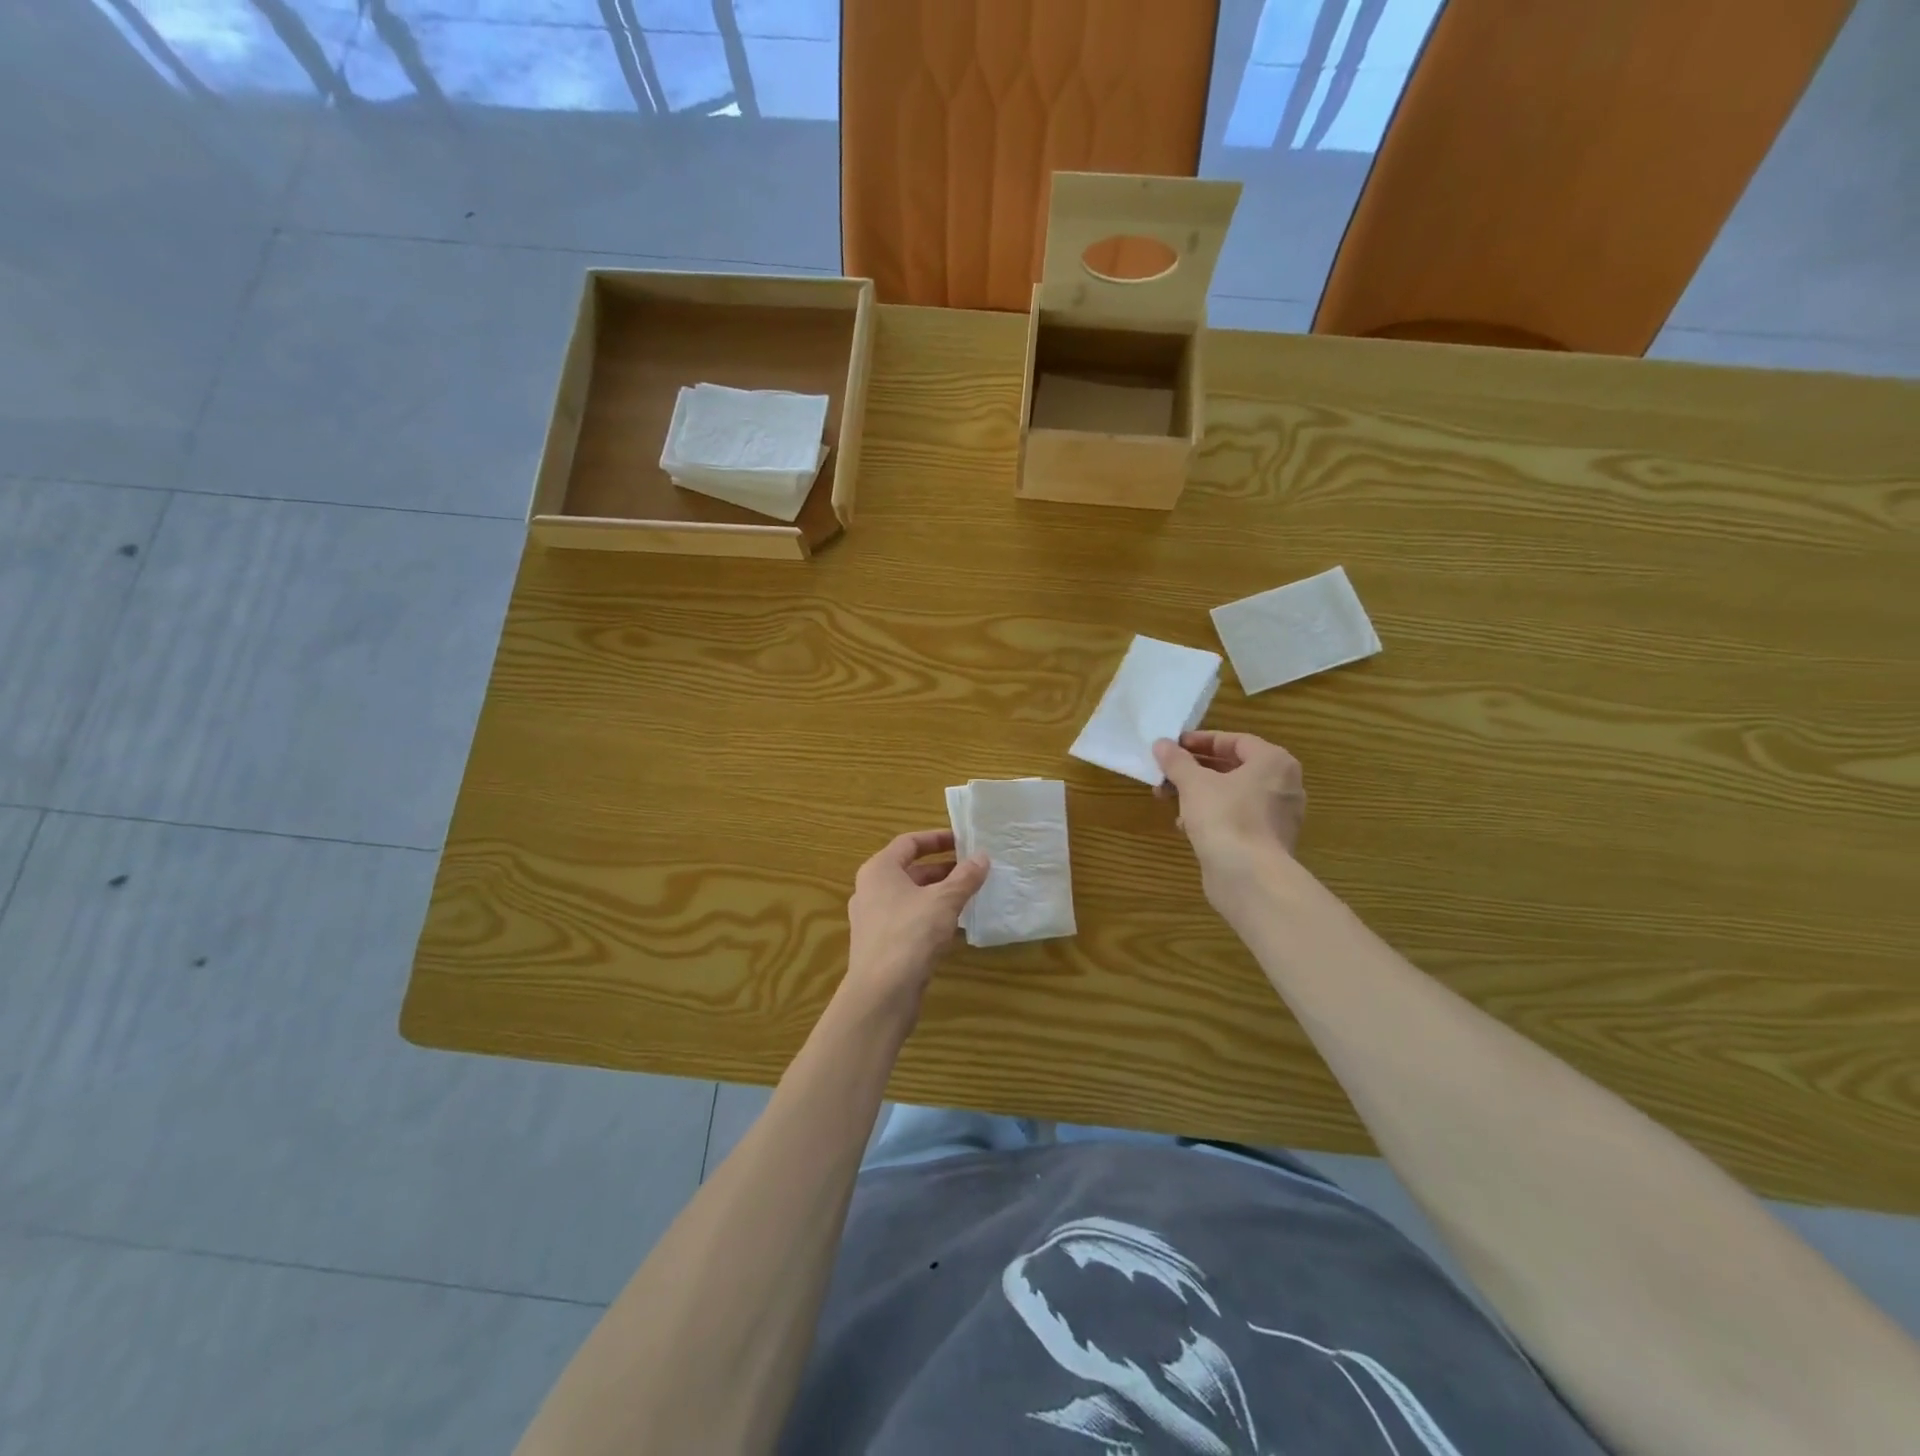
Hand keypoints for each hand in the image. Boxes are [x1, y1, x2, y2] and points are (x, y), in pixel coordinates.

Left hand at [844, 830, 988, 1010]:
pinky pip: (909, 920)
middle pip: (910, 870)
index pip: (909, 842)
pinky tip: (955, 926)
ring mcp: (873, 919)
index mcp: (879, 870)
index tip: (964, 841)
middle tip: (974, 870)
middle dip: (943, 869)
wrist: (881, 994)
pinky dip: (931, 917)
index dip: (937, 838)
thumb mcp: (944, 901)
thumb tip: (982, 857)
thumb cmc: (910, 934)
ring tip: (970, 895)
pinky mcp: (881, 945)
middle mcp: (871, 890)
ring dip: (939, 894)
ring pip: (911, 897)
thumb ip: (965, 877)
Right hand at [1153, 731, 1305, 900]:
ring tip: (1168, 799)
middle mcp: (1283, 786)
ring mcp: (1277, 817)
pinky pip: (1236, 819)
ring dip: (1199, 794)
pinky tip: (1184, 826)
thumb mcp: (1194, 783)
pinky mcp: (1266, 842)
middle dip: (1195, 770)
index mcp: (1273, 762)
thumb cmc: (1225, 818)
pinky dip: (1211, 817)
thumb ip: (1177, 761)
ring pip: (1232, 795)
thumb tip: (1161, 744)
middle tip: (1166, 773)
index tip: (1173, 747)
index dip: (1201, 741)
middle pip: (1233, 768)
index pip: (1235, 741)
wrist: (1249, 878)